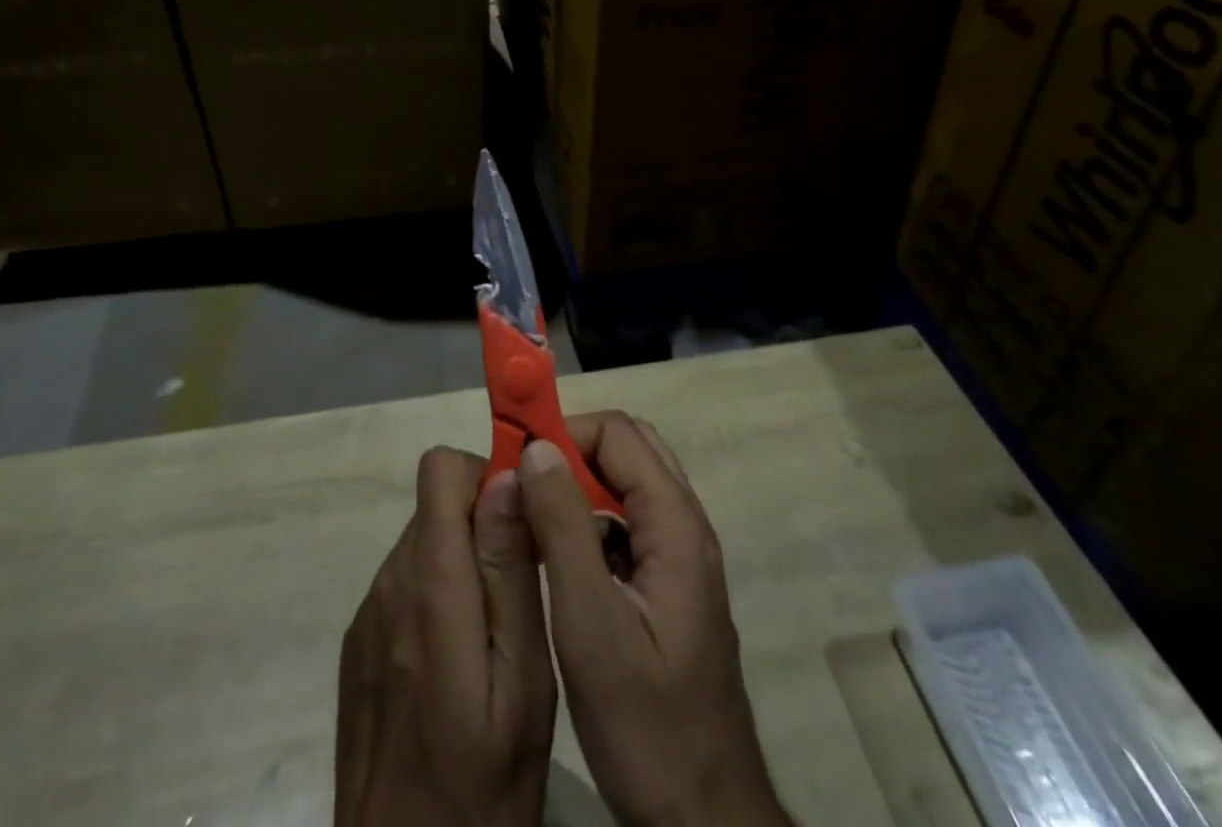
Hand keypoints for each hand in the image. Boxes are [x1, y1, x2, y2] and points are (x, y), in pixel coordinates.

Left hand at [336, 447, 556, 826]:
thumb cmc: (483, 786)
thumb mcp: (523, 680)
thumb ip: (511, 571)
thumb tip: (508, 478)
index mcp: (430, 586)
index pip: (440, 470)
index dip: (484, 475)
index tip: (523, 516)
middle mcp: (389, 584)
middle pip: (435, 503)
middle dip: (482, 521)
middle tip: (522, 581)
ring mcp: (368, 614)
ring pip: (423, 540)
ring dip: (462, 559)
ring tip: (496, 627)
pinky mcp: (360, 642)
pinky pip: (405, 582)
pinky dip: (438, 592)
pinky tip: (458, 658)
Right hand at [519, 413, 793, 826]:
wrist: (705, 820)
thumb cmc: (647, 728)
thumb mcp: (592, 626)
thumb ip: (564, 529)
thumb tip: (537, 450)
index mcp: (676, 526)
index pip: (618, 434)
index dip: (565, 434)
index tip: (515, 461)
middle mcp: (686, 528)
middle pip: (627, 449)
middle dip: (571, 452)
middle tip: (523, 484)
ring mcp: (681, 558)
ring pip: (627, 485)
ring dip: (578, 485)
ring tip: (530, 514)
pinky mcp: (669, 586)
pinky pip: (627, 523)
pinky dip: (589, 519)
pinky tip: (558, 556)